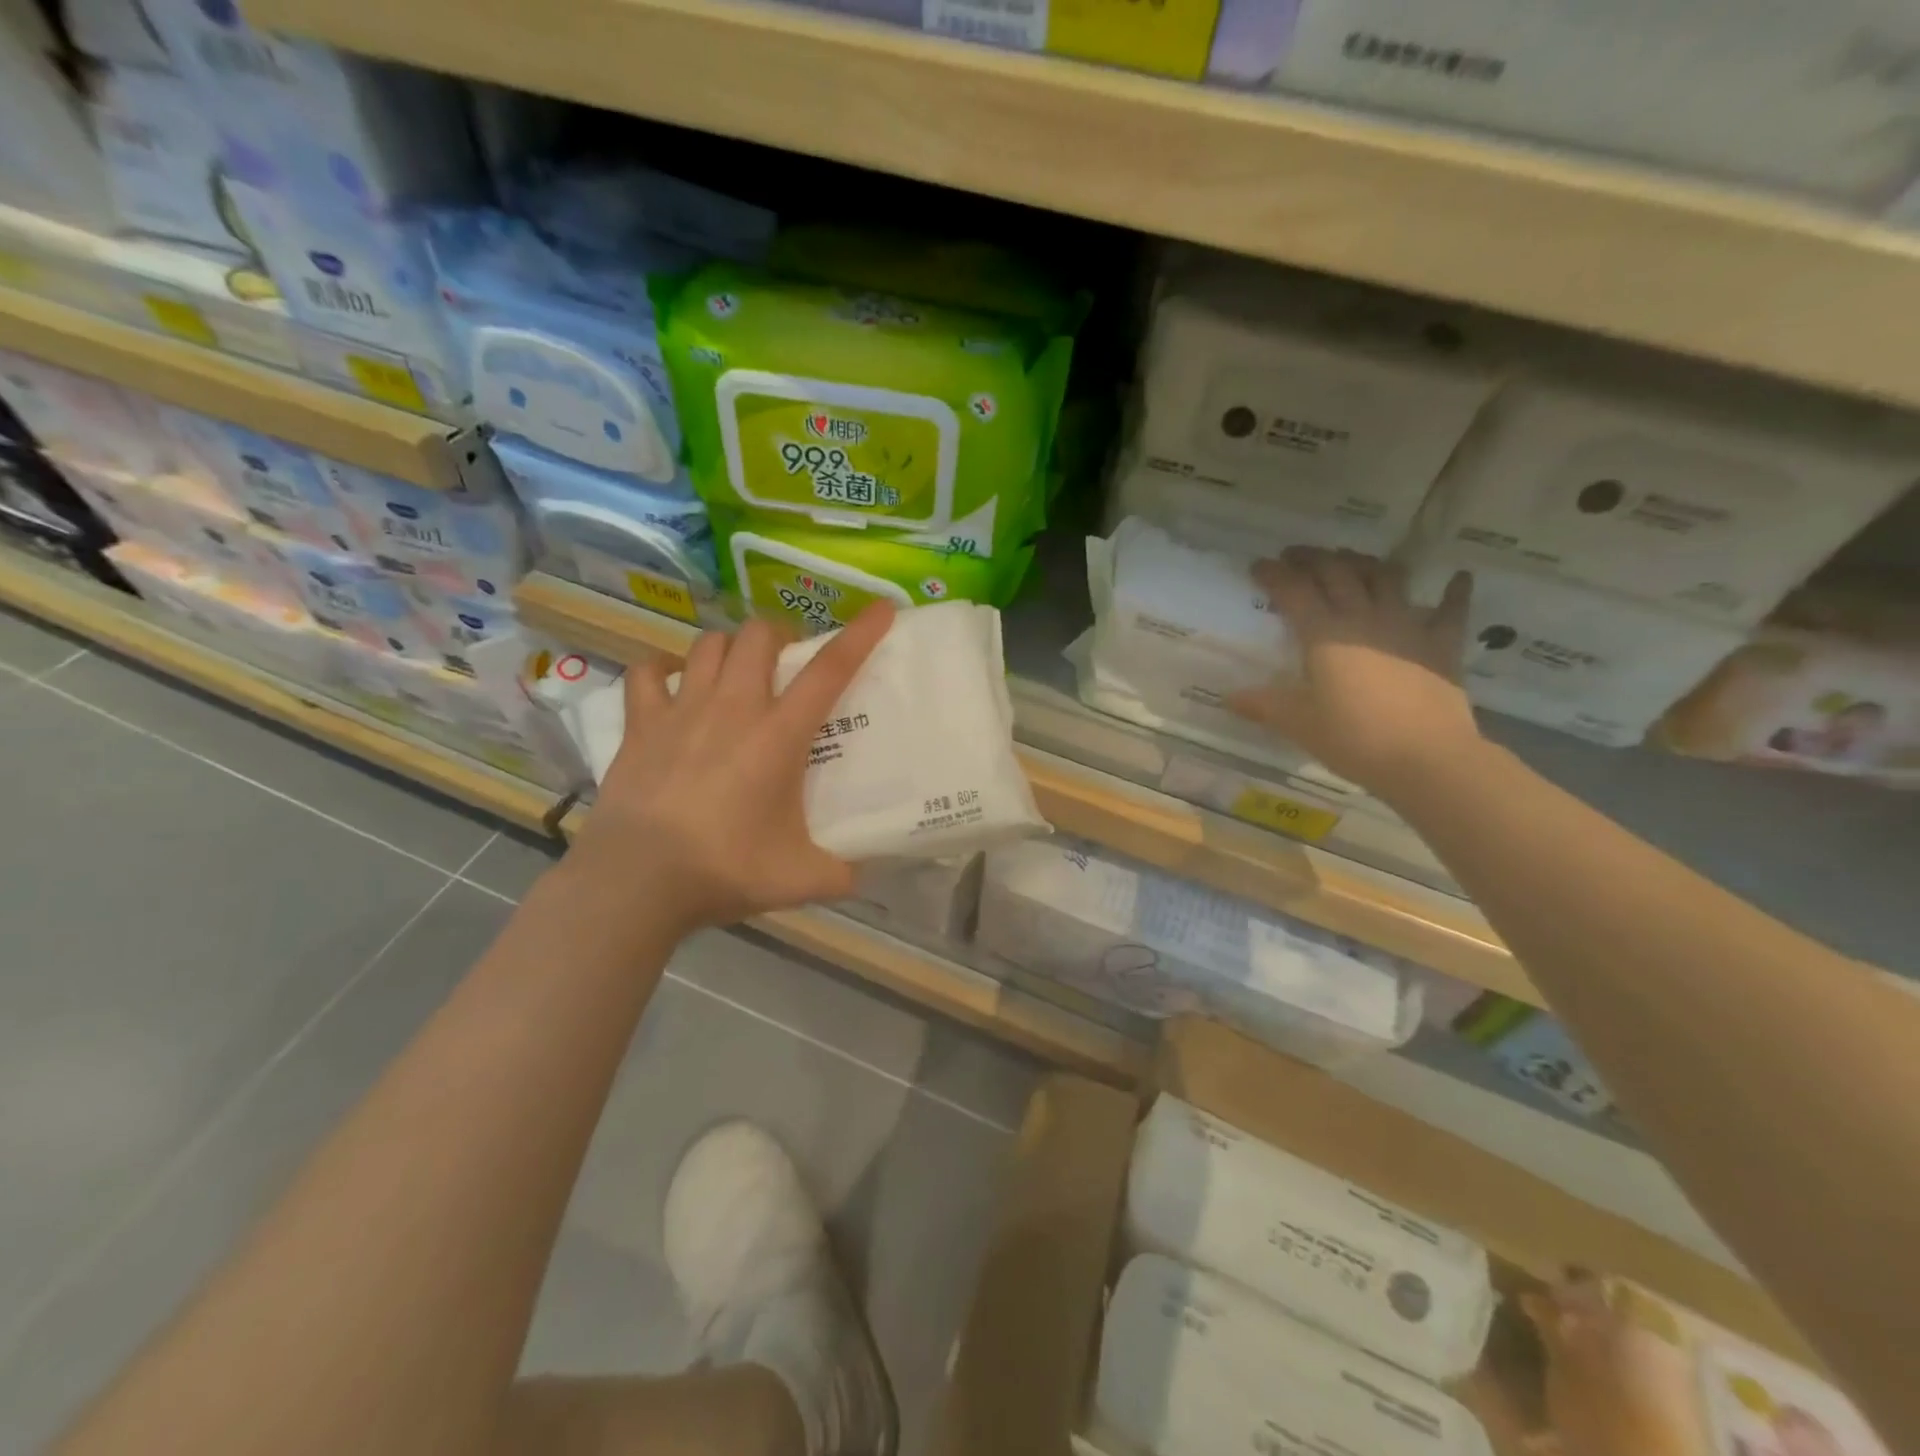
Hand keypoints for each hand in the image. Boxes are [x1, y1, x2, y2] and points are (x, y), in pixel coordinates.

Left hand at [570, 603, 896, 933]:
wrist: (637, 881)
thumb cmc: (724, 871)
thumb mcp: (801, 880)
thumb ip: (844, 872)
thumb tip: (868, 873)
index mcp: (779, 735)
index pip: (829, 670)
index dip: (860, 635)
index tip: (882, 609)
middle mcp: (733, 707)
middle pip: (759, 635)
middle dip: (779, 636)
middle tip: (787, 663)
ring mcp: (682, 710)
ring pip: (709, 644)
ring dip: (730, 648)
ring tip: (737, 672)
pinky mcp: (641, 724)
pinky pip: (648, 672)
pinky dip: (663, 669)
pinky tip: (673, 682)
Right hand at [1228, 548, 1480, 795]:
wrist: (1426, 758)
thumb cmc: (1353, 738)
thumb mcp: (1298, 724)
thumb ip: (1263, 705)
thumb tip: (1229, 697)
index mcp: (1324, 634)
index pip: (1293, 591)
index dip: (1274, 574)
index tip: (1258, 565)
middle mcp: (1363, 618)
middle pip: (1337, 573)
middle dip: (1313, 558)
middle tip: (1297, 555)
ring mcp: (1407, 626)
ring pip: (1386, 578)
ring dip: (1366, 564)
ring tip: (1352, 561)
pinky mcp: (1441, 645)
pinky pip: (1450, 609)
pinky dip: (1455, 591)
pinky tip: (1458, 578)